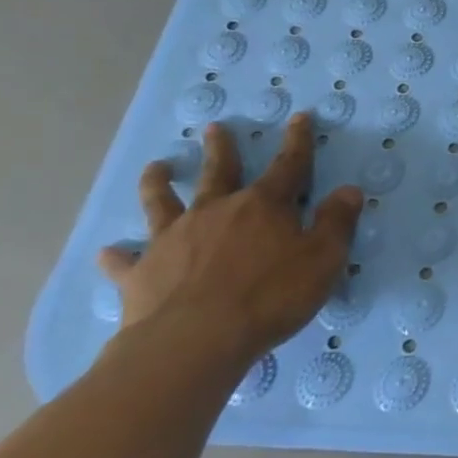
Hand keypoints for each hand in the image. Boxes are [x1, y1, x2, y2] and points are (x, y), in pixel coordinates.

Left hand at [99, 114, 363, 364]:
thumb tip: (349, 190)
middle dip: (221, 148)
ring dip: (159, 183)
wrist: (195, 340)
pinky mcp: (141, 272)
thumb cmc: (270, 296)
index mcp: (264, 206)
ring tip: (155, 167)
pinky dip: (118, 256)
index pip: (288, 165)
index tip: (299, 117)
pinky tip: (108, 252)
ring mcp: (173, 239)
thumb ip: (336, 223)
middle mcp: (216, 211)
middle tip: (214, 127)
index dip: (297, 141)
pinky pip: (126, 261)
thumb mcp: (323, 259)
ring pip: (162, 202)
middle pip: (218, 171)